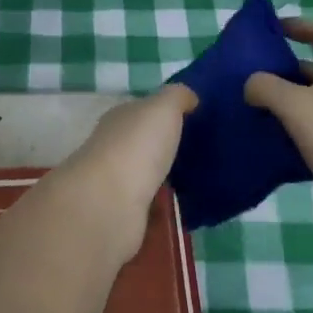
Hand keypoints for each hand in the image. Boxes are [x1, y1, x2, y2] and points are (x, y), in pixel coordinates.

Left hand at [52, 85, 197, 261]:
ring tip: (199, 182)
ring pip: (146, 176)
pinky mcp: (123, 215)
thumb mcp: (163, 107)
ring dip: (165, 178)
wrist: (110, 203)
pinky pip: (149, 207)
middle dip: (167, 147)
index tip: (194, 120)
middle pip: (144, 144)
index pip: (142, 111)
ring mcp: (116, 183)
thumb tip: (190, 97)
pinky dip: (162, 208)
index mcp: (120, 119)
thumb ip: (177, 97)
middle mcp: (113, 148)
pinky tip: (185, 209)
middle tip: (203, 153)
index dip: (165, 113)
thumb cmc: (137, 146)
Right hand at [244, 18, 312, 244]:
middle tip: (254, 74)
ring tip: (254, 105)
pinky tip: (268, 138)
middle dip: (286, 69)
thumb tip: (251, 85)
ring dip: (286, 101)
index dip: (307, 28)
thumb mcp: (294, 103)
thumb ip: (266, 86)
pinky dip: (292, 130)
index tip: (279, 29)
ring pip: (312, 102)